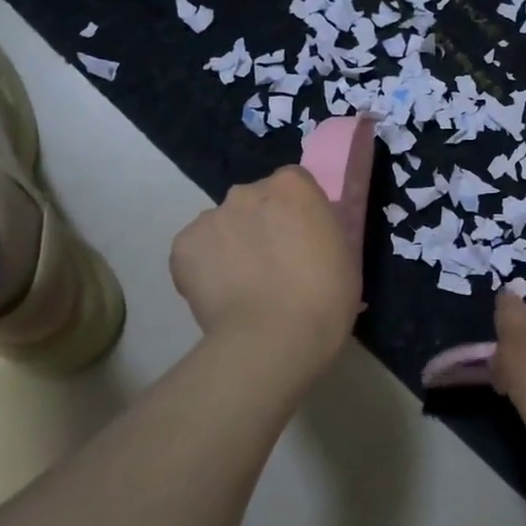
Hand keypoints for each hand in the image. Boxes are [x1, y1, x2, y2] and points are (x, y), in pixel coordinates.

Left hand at [170, 166, 361, 379]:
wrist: (273, 339)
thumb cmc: (324, 298)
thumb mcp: (342, 254)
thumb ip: (320, 231)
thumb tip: (305, 235)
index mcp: (292, 186)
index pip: (292, 185)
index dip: (295, 213)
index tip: (301, 241)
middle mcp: (247, 191)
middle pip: (253, 202)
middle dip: (260, 225)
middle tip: (272, 266)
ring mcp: (210, 217)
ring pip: (222, 226)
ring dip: (231, 245)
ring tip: (242, 287)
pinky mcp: (183, 246)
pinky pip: (196, 252)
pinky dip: (205, 269)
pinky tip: (221, 296)